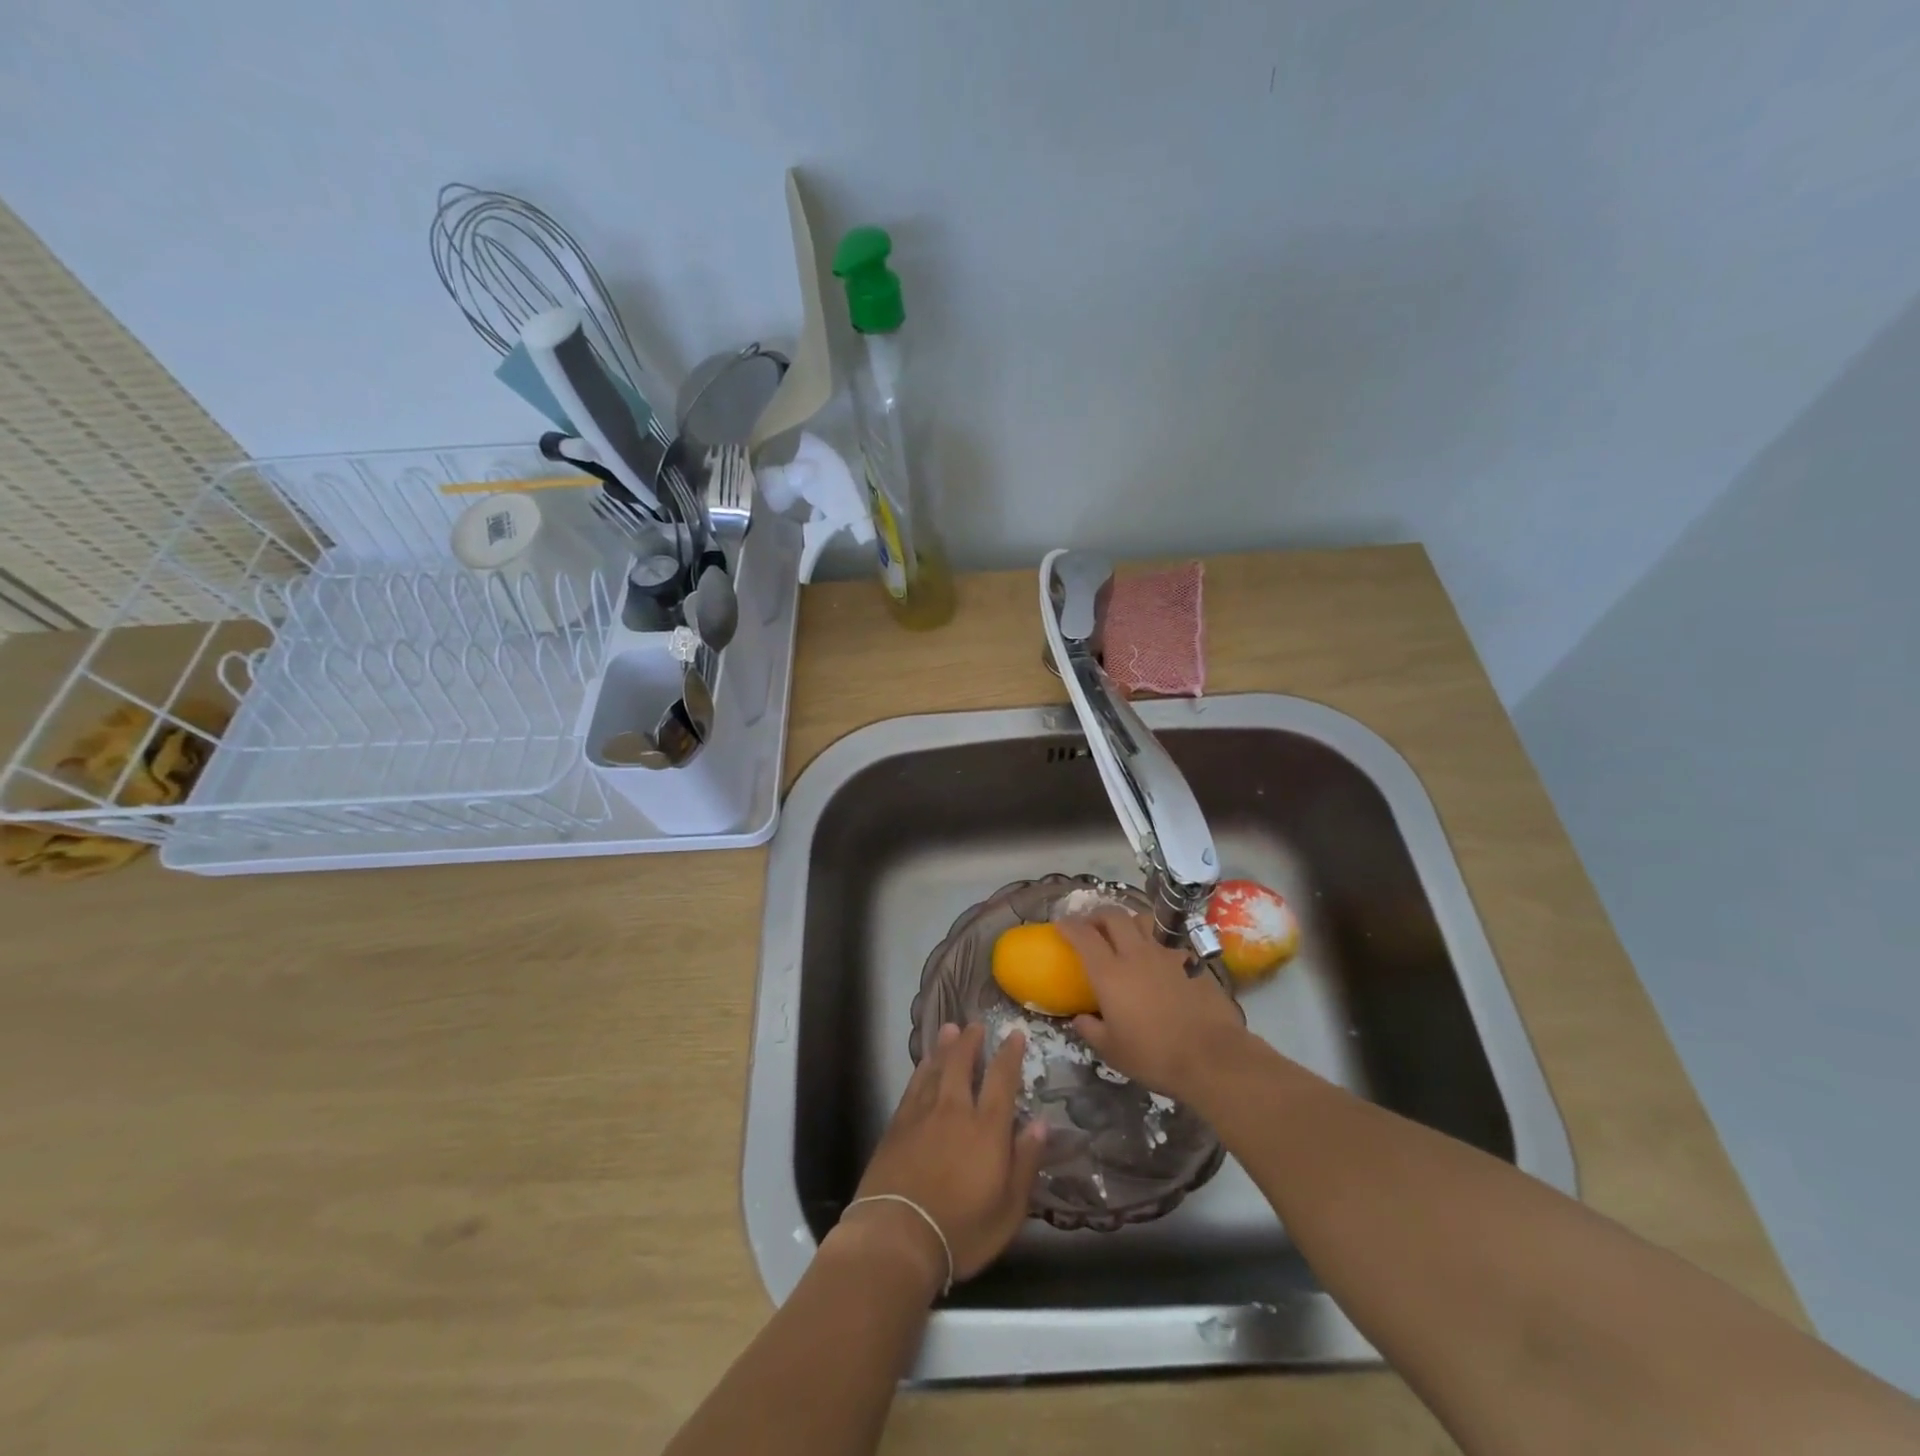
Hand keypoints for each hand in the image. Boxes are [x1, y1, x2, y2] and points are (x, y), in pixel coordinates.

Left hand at [835, 1022, 1046, 1291]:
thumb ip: (1025, 1163)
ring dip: (944, 1047)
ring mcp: (922, 1114)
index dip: (1009, 1054)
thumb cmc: (961, 1230)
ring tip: (950, 1029)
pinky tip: (923, 1064)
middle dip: (970, 1041)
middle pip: (962, 1064)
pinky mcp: (897, 1125)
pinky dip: (921, 1069)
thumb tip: (1041, 1124)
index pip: (1001, 1080)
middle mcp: (955, 1110)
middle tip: (975, 1025)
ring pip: (935, 1068)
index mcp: (986, 1128)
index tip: (1015, 1034)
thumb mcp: (1009, 1209)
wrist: (897, 1237)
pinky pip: (913, 1086)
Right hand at [1057, 907, 1249, 1103]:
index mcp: (1110, 973)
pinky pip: (1167, 941)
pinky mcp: (1190, 961)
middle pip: (1113, 916)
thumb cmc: (1154, 1056)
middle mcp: (1136, 954)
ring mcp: (1166, 955)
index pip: (1084, 936)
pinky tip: (1158, 961)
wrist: (1212, 1057)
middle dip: (1098, 915)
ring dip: (1128, 922)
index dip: (1069, 925)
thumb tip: (1079, 1018)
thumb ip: (1090, 1030)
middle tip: (1092, 926)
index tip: (1061, 924)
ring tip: (1125, 935)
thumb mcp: (1112, 1051)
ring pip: (1143, 920)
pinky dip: (1155, 943)